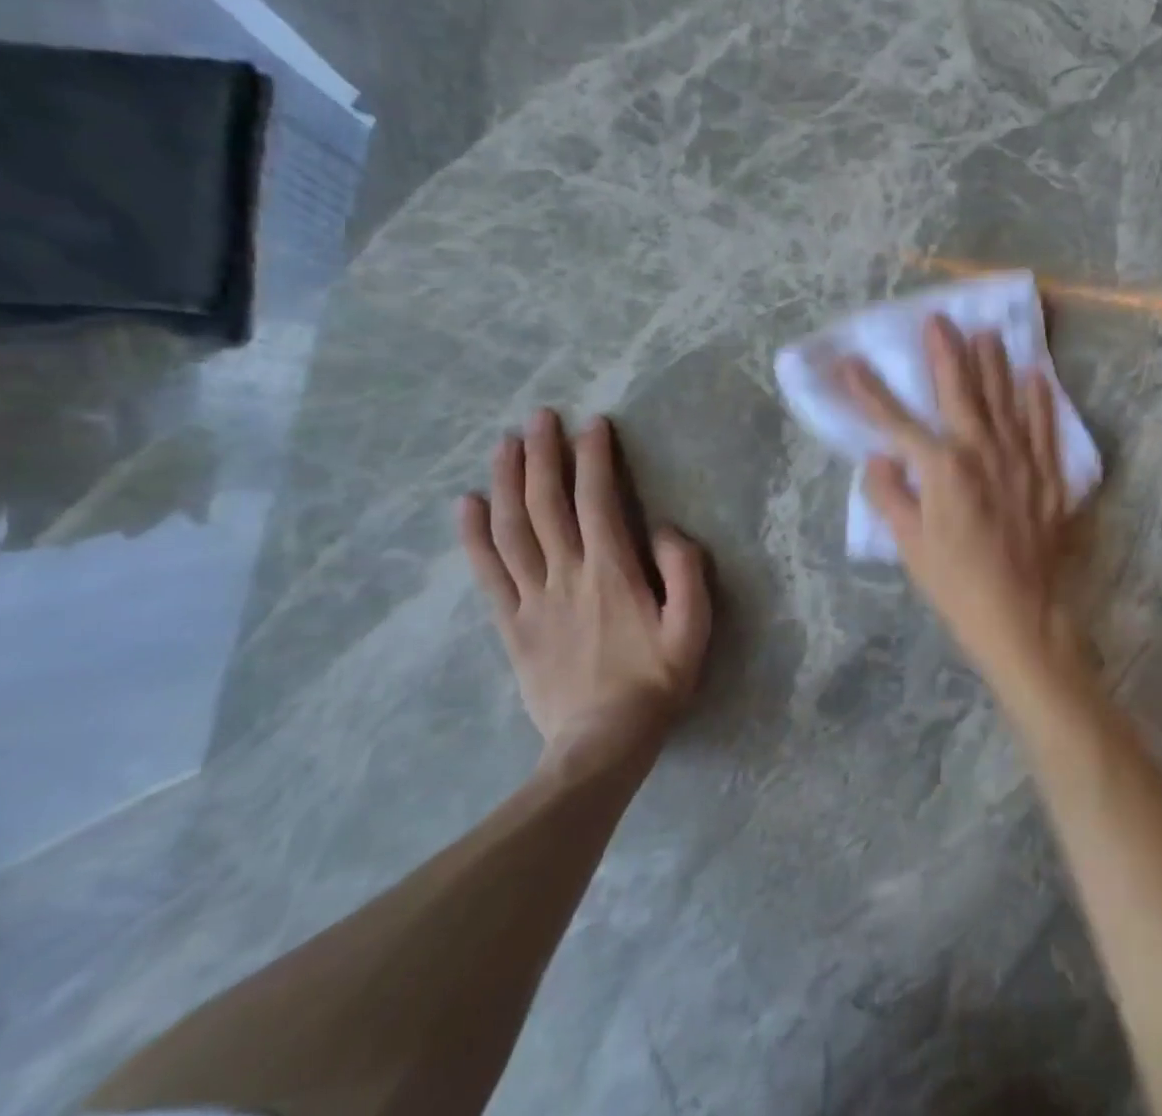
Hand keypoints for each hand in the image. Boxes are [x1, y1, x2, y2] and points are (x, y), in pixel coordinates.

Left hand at [459, 408, 710, 766]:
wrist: (602, 745)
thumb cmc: (656, 682)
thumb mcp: (694, 628)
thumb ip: (685, 572)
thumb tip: (663, 528)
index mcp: (612, 573)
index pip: (597, 502)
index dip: (593, 459)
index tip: (591, 425)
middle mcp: (567, 576)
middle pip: (546, 505)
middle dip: (543, 456)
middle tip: (539, 417)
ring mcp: (533, 599)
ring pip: (513, 530)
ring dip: (507, 482)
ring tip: (504, 444)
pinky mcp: (512, 625)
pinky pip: (488, 573)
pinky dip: (474, 535)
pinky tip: (467, 504)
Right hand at [841, 317, 1086, 688]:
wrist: (1020, 615)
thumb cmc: (956, 583)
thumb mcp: (909, 545)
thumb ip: (890, 494)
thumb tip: (880, 457)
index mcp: (941, 468)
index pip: (895, 421)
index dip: (868, 391)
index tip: (848, 362)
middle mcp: (981, 452)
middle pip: (959, 392)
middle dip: (945, 353)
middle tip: (939, 319)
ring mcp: (1020, 460)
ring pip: (1005, 400)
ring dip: (993, 364)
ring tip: (987, 332)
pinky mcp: (1047, 475)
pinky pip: (1044, 428)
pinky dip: (1040, 400)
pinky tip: (1036, 376)